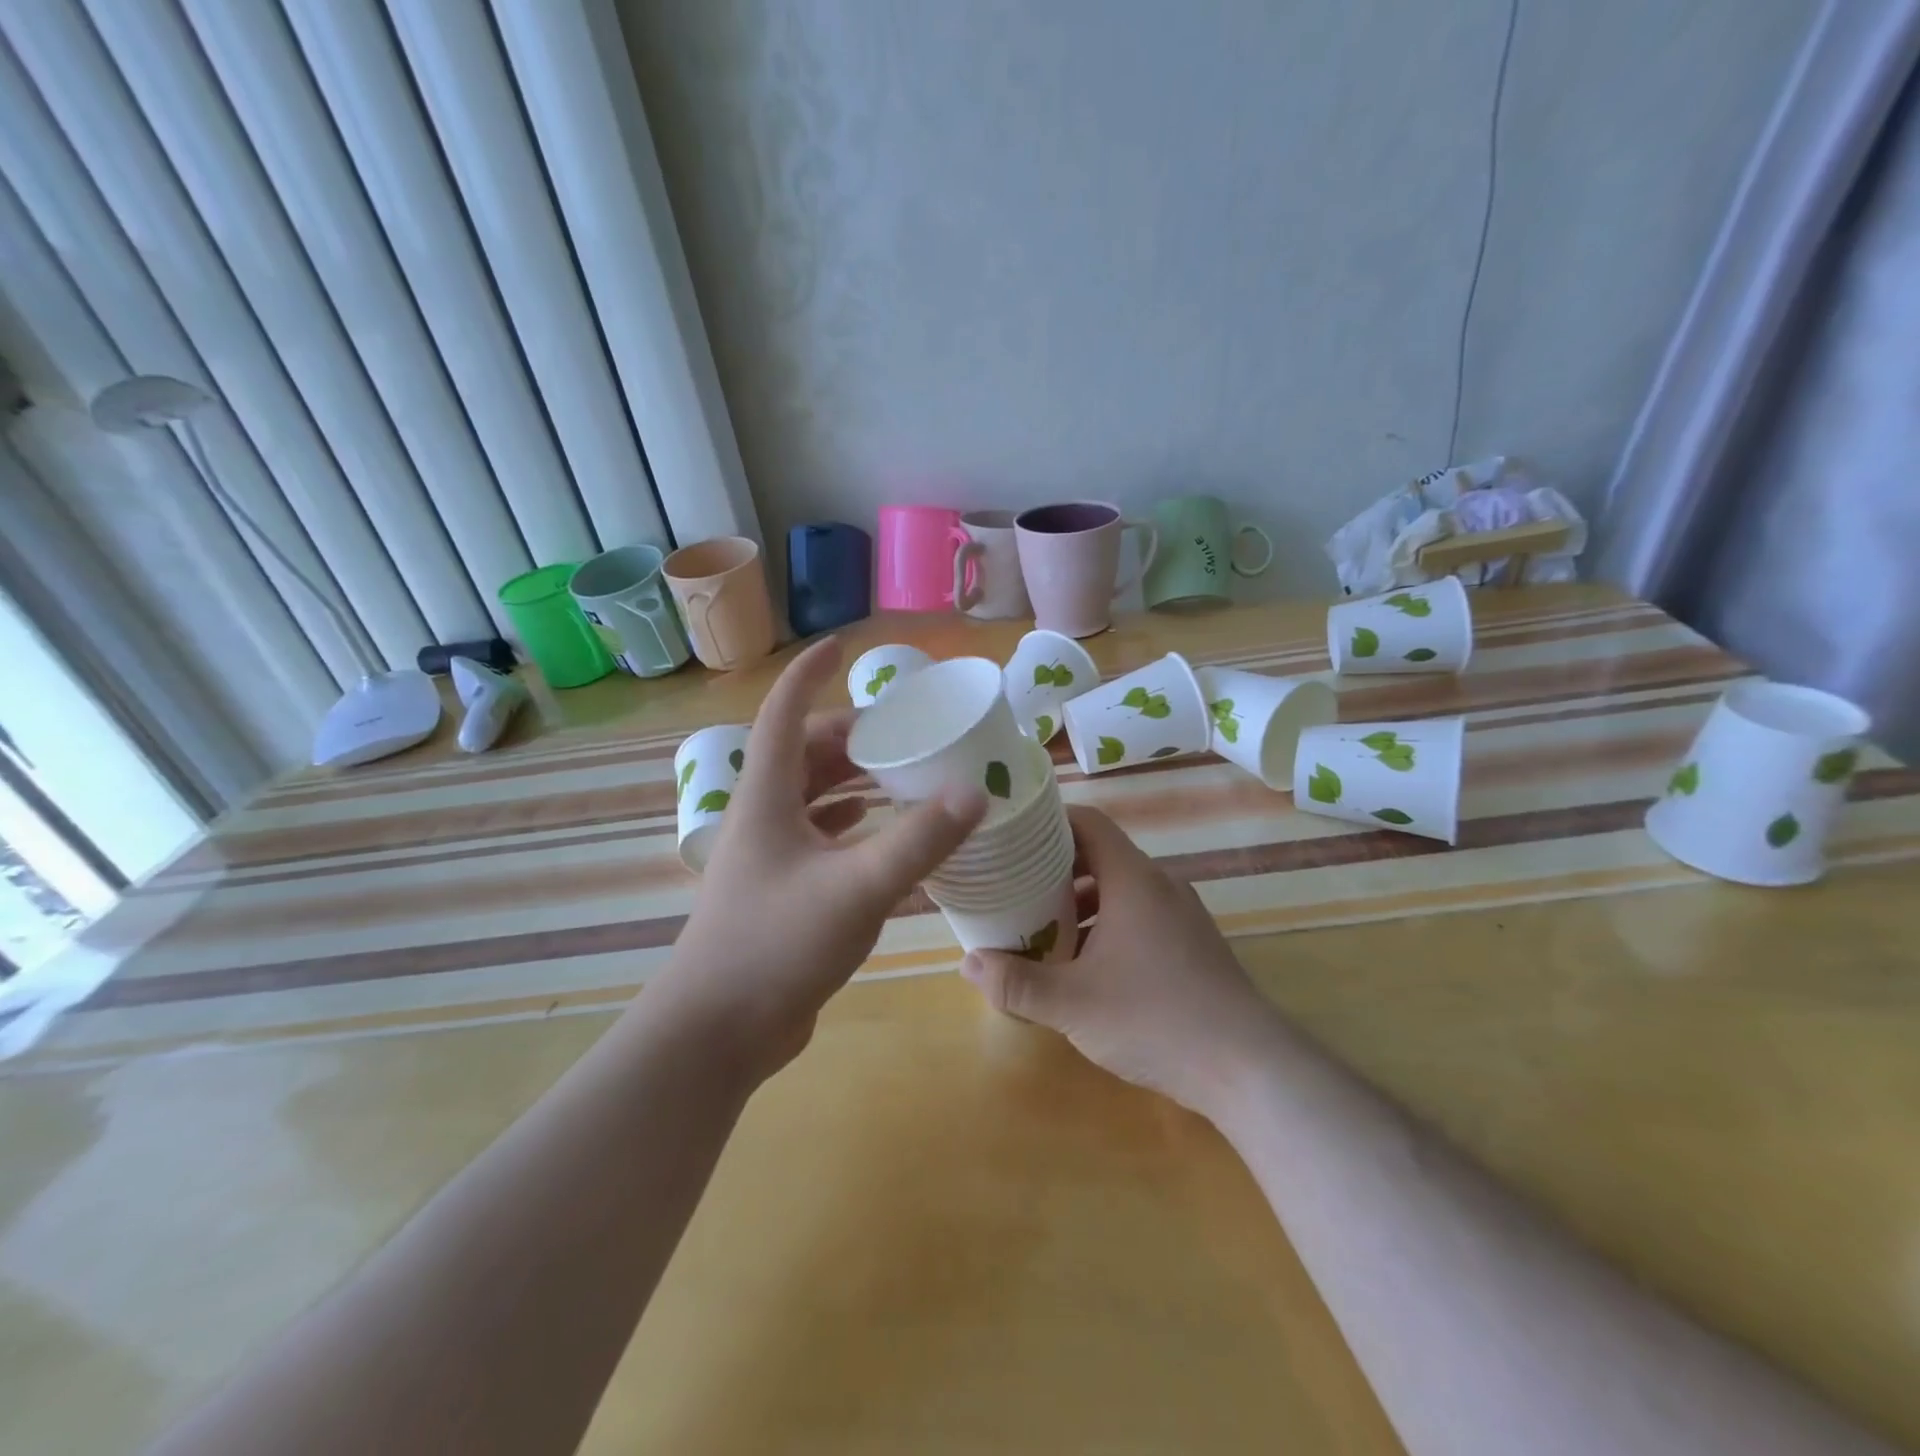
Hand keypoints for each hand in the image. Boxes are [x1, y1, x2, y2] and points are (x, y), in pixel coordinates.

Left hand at [652, 638, 986, 1083]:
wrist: (717, 1033)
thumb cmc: (777, 944)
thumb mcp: (858, 888)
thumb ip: (920, 840)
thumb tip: (976, 792)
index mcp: (767, 797)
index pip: (784, 712)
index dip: (809, 672)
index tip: (841, 647)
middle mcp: (764, 817)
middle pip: (804, 754)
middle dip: (850, 735)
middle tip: (903, 733)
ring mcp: (769, 857)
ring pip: (813, 798)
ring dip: (853, 781)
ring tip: (902, 774)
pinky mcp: (781, 892)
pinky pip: (820, 838)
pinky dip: (851, 825)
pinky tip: (883, 833)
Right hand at [960, 806, 1282, 1122]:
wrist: (1249, 1067)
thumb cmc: (1155, 1018)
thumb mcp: (1072, 1003)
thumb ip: (1016, 983)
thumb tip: (968, 962)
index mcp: (1133, 879)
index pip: (1088, 822)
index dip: (1048, 822)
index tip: (1013, 837)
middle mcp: (1160, 885)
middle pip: (1100, 857)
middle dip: (1054, 871)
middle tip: (1014, 888)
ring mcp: (1182, 915)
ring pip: (1120, 891)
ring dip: (1081, 904)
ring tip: (1042, 930)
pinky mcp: (1193, 945)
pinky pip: (1141, 917)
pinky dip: (1108, 926)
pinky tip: (1088, 967)